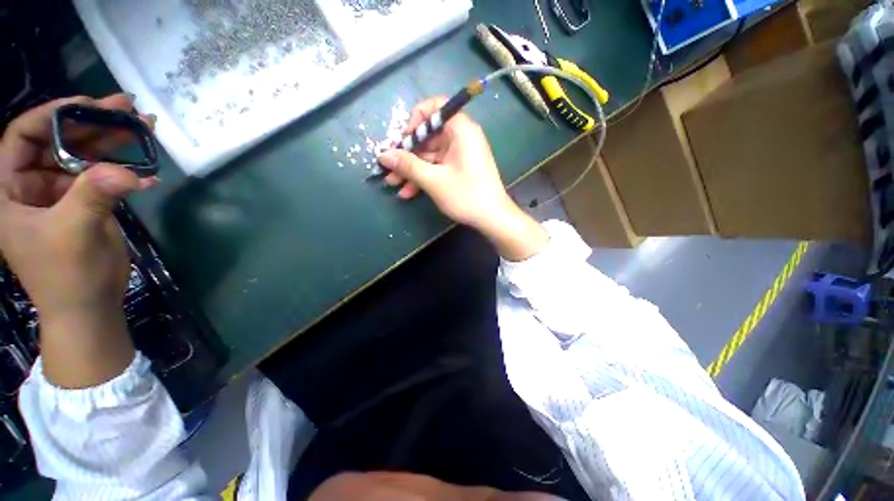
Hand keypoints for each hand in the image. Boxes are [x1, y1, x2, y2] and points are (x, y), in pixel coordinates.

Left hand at [0, 94, 156, 387]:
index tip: (87, 105)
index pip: (21, 136)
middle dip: (91, 124)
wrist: (88, 306)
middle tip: (126, 107)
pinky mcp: (83, 205)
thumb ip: (92, 196)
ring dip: (114, 143)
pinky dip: (126, 174)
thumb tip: (128, 172)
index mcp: (8, 190)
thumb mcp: (72, 233)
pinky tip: (149, 174)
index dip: (51, 115)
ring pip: (83, 157)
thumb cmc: (65, 276)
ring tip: (145, 127)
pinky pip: (103, 179)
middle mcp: (30, 186)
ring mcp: (58, 195)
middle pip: (58, 141)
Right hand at [377, 97, 547, 260]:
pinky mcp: (459, 168)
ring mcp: (460, 154)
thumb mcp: (433, 180)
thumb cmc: (466, 195)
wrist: (492, 217)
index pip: (435, 107)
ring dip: (411, 170)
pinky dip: (424, 177)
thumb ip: (407, 165)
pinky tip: (408, 192)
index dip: (415, 120)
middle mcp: (461, 137)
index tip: (403, 140)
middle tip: (389, 169)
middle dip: (407, 154)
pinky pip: (437, 166)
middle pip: (428, 136)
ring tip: (393, 185)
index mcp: (460, 129)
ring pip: (430, 154)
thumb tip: (383, 155)